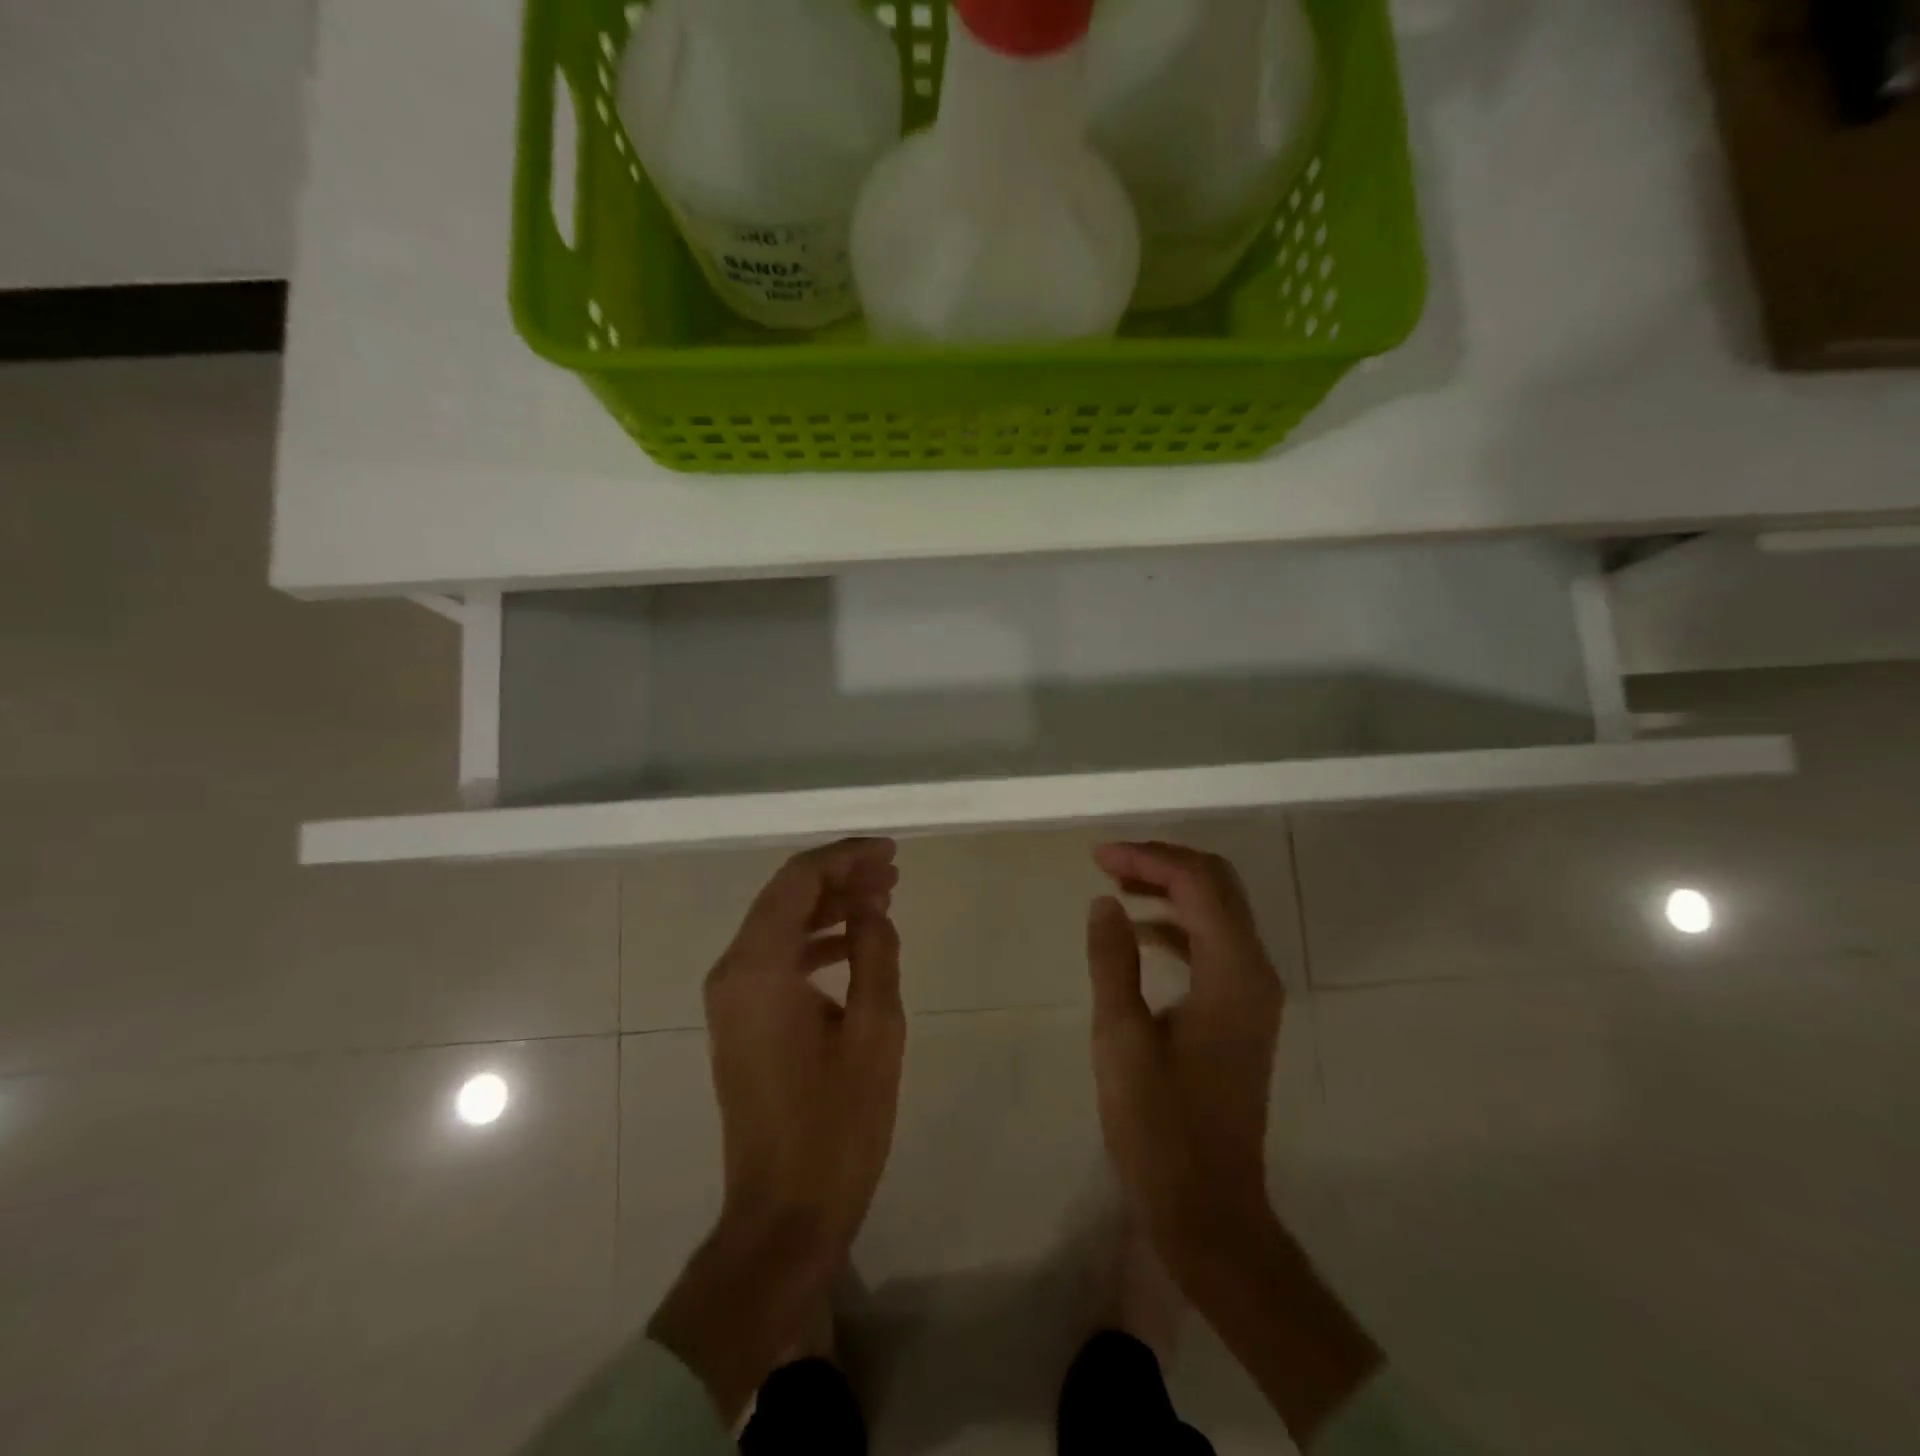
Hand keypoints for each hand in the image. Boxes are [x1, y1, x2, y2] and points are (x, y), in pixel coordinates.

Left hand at [706, 836, 904, 1251]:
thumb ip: (874, 952)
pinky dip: (814, 941)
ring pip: (780, 925)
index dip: (845, 857)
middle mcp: (732, 972)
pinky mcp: (739, 1021)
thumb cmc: (836, 1124)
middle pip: (784, 896)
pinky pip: (776, 958)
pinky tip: (854, 945)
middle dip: (839, 877)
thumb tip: (871, 904)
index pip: (798, 880)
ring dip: (829, 907)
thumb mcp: (874, 1031)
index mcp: (758, 969)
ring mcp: (730, 999)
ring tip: (883, 900)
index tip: (890, 854)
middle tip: (892, 874)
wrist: (784, 1214)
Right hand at [1085, 841, 1283, 1252]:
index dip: (1148, 858)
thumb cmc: (1159, 1126)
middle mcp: (1255, 972)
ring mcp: (1254, 993)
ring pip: (1219, 912)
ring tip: (1117, 886)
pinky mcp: (1242, 1012)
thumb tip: (1104, 902)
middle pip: (1218, 886)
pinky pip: (1214, 944)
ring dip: (1171, 889)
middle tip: (1109, 863)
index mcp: (1233, 973)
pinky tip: (1139, 932)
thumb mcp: (1121, 1038)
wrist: (1208, 1208)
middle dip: (1163, 863)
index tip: (1097, 857)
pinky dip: (1178, 924)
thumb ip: (1113, 961)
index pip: (1198, 883)